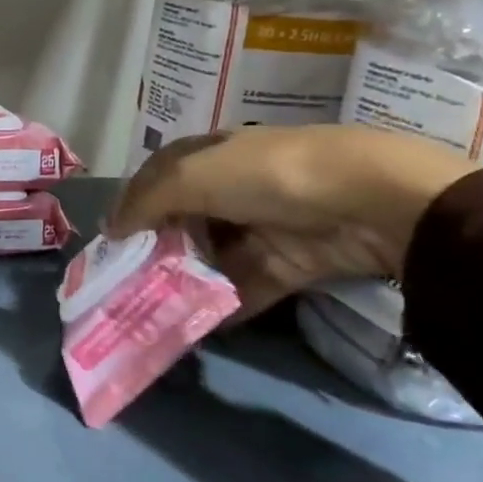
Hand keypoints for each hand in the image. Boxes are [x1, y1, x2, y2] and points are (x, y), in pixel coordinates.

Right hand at [108, 125, 475, 318]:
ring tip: (151, 310)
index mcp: (210, 154)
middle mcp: (233, 187)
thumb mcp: (193, 176)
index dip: (131, 204)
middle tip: (126, 282)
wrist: (372, 202)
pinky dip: (222, 307)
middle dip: (154, 249)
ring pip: (211, 256)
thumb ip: (146, 202)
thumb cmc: (268, 175)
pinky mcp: (289, 264)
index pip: (157, 178)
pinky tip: (194, 327)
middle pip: (182, 220)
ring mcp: (262, 226)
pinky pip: (245, 287)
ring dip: (184, 281)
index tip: (110, 240)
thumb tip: (110, 230)